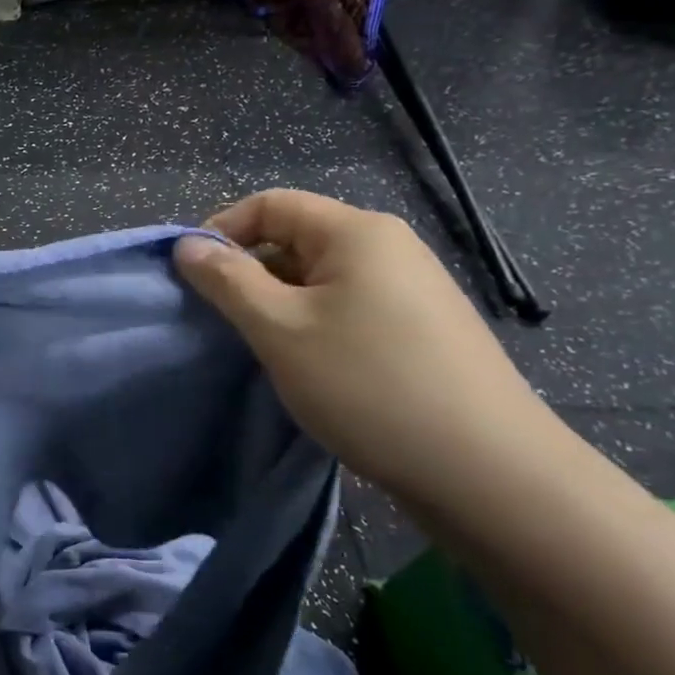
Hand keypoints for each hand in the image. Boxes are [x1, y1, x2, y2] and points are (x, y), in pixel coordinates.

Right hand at [174, 190, 559, 500]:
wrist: (487, 471)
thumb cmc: (367, 384)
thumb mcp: (279, 329)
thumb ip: (227, 281)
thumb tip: (187, 244)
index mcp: (357, 232)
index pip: (270, 204)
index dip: (221, 230)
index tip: (190, 277)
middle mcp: (388, 247)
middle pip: (295, 237)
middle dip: (248, 272)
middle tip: (221, 321)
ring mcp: (411, 288)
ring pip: (320, 277)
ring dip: (278, 303)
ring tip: (261, 348)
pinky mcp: (420, 328)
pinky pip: (347, 306)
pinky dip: (312, 324)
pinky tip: (308, 366)